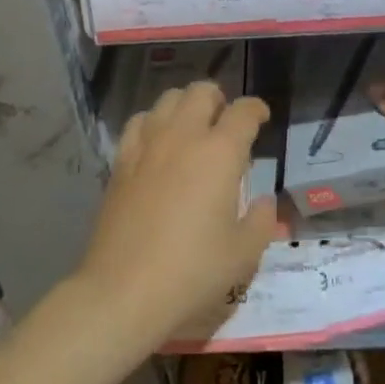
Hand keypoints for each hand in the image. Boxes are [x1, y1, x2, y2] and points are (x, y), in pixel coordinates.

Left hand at [76, 81, 280, 350]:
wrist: (123, 291)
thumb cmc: (192, 272)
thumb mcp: (243, 254)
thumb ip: (261, 221)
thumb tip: (263, 201)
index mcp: (220, 153)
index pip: (243, 112)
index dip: (256, 109)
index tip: (261, 118)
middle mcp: (183, 137)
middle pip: (201, 92)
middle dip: (219, 99)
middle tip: (226, 123)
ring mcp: (147, 146)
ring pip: (168, 99)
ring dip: (186, 106)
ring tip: (193, 129)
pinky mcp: (121, 162)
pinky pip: (138, 122)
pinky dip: (154, 122)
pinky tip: (158, 143)